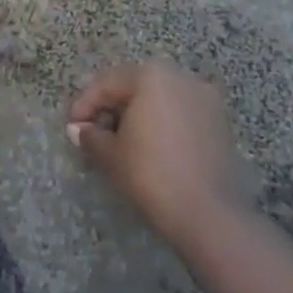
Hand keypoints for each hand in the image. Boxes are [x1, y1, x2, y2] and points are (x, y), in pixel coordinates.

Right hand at [68, 62, 252, 246]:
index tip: (72, 128)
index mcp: (151, 76)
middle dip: (111, 110)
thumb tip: (78, 130)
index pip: (107, 84)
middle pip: (134, 88)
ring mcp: (206, 100)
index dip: (84, 106)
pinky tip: (149, 150)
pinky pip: (180, 116)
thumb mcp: (110, 154)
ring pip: (159, 101)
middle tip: (93, 135)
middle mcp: (181, 78)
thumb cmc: (151, 174)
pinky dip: (161, 126)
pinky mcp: (221, 125)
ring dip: (136, 117)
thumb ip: (90, 135)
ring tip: (120, 144)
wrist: (211, 217)